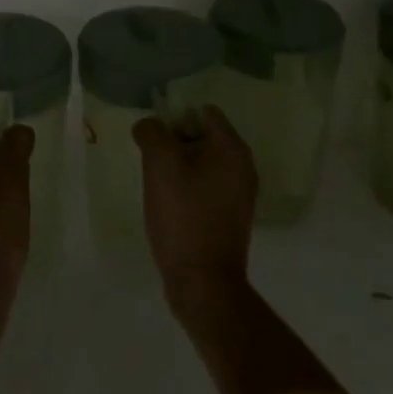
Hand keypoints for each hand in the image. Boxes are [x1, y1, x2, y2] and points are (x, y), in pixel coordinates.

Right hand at [134, 106, 257, 314]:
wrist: (203, 282)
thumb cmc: (183, 215)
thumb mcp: (159, 163)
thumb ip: (151, 132)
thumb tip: (149, 126)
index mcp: (232, 148)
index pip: (203, 111)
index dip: (175, 117)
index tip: (154, 138)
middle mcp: (243, 166)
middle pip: (202, 136)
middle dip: (174, 143)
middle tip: (151, 161)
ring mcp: (239, 194)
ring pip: (202, 163)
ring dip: (178, 167)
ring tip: (157, 185)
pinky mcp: (230, 216)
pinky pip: (205, 187)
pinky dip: (187, 188)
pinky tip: (169, 205)